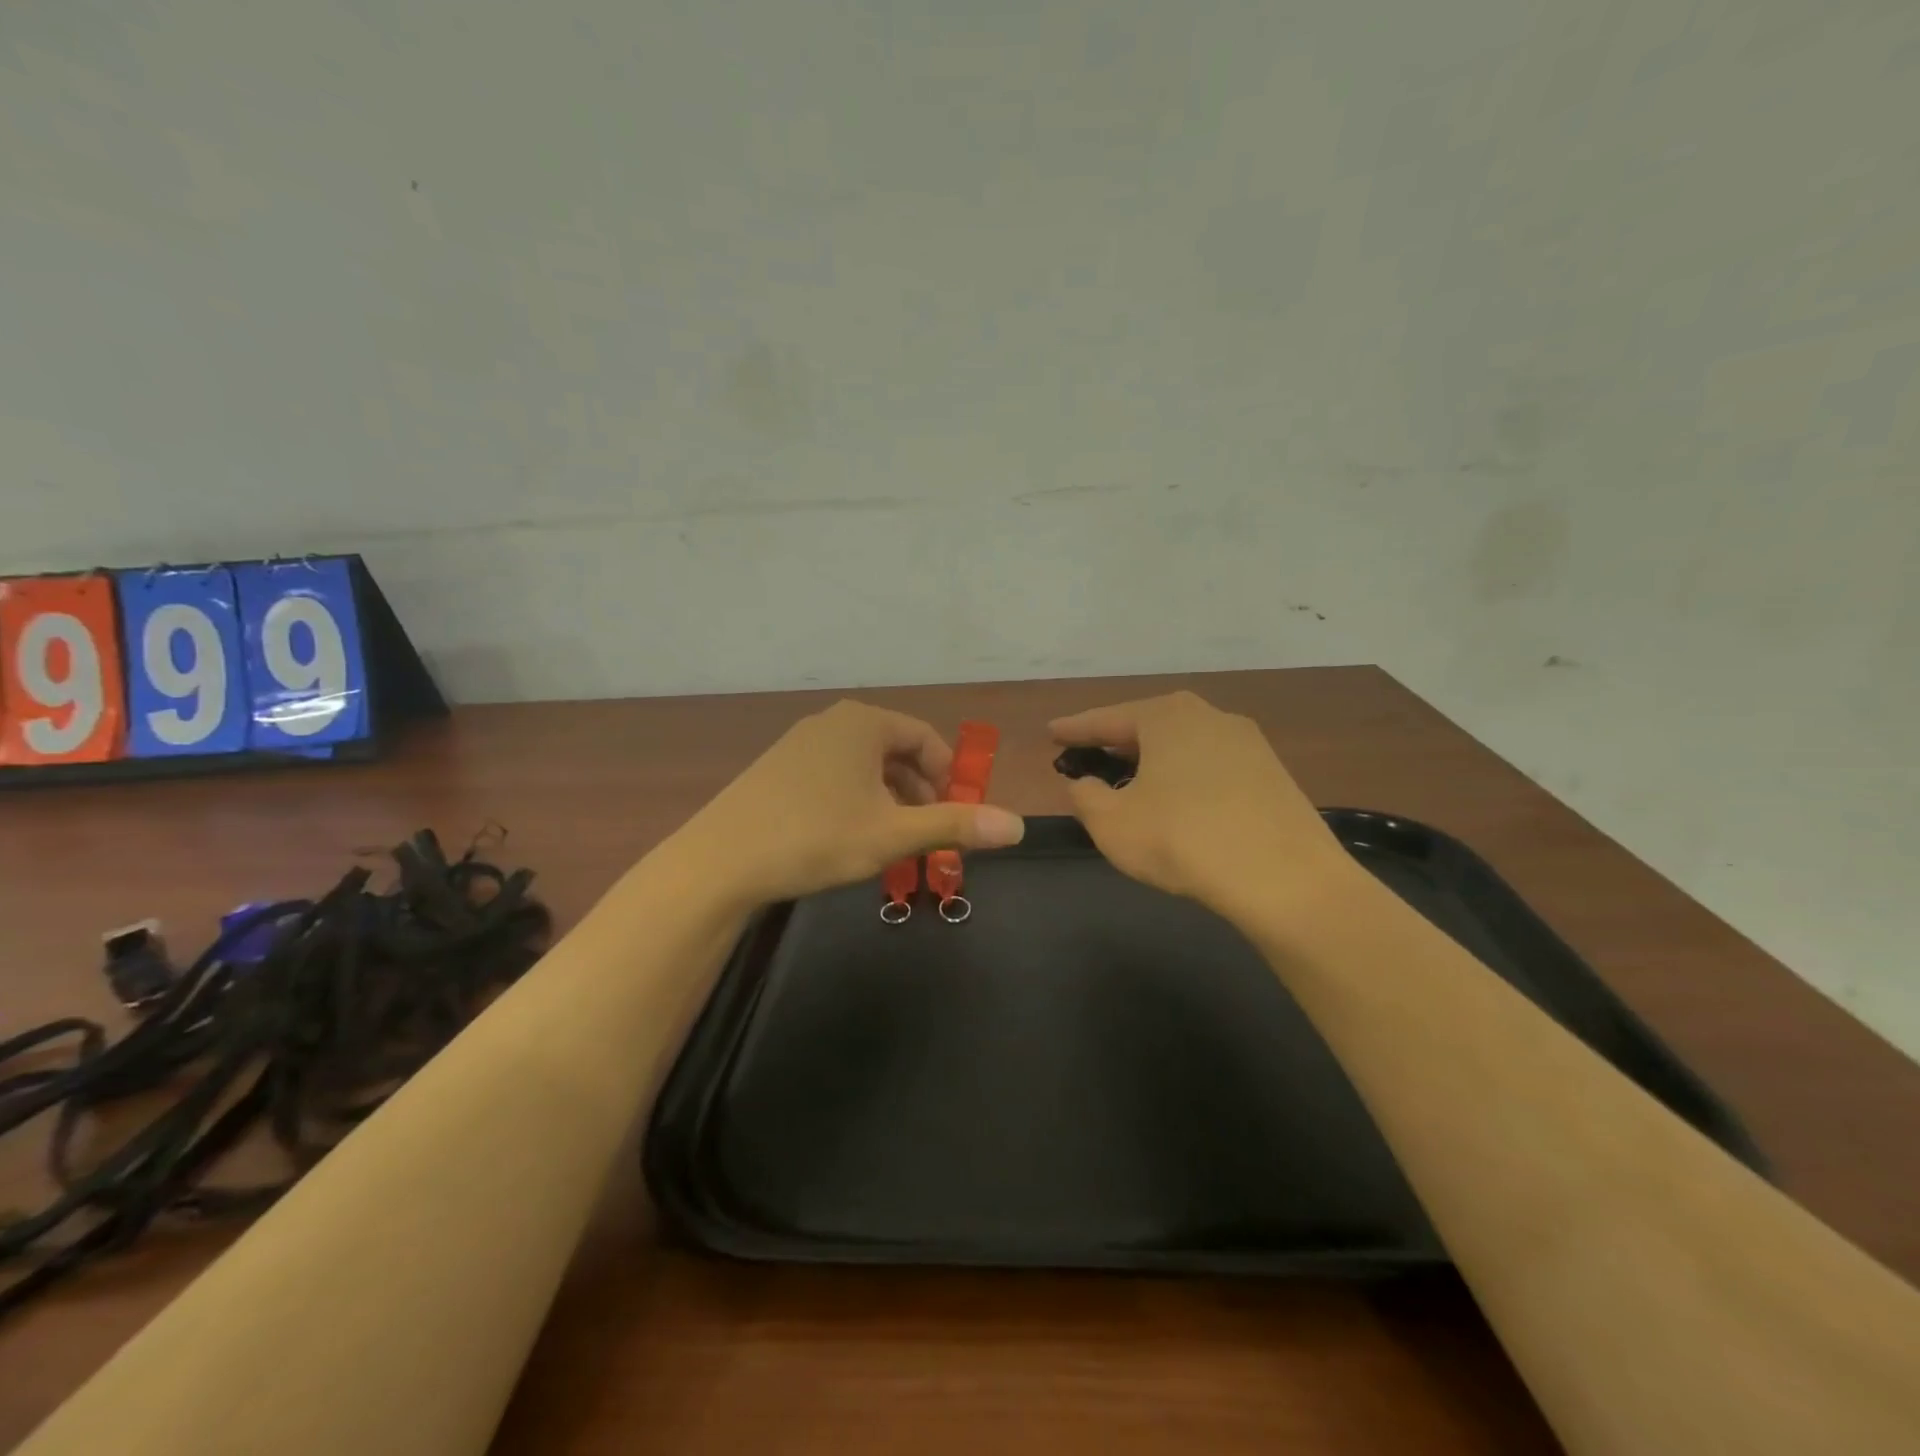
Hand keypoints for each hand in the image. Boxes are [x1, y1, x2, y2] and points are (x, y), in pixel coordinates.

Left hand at [673, 700, 1025, 907]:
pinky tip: (847, 838)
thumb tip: (1018, 825)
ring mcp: (800, 743)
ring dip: (888, 801)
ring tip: (891, 843)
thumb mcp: (892, 834)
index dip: (950, 777)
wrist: (720, 862)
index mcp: (864, 723)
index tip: (956, 816)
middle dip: (919, 793)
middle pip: (896, 751)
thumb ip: (955, 825)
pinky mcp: (777, 768)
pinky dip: (855, 802)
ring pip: (864, 767)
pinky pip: (834, 776)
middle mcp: (832, 722)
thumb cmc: (815, 837)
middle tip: (926, 835)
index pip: (926, 739)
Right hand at [1050, 691, 1358, 920]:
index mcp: (1166, 716)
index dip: (1074, 729)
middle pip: (1148, 725)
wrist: (1287, 879)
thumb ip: (1086, 797)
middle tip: (1089, 756)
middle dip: (1116, 742)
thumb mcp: (1113, 824)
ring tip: (1132, 781)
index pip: (1106, 719)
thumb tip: (1084, 784)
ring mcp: (1248, 743)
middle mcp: (1209, 716)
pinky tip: (1179, 803)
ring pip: (1183, 745)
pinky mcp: (1272, 774)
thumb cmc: (1184, 840)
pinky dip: (1185, 778)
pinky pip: (1211, 766)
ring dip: (1153, 761)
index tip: (1051, 732)